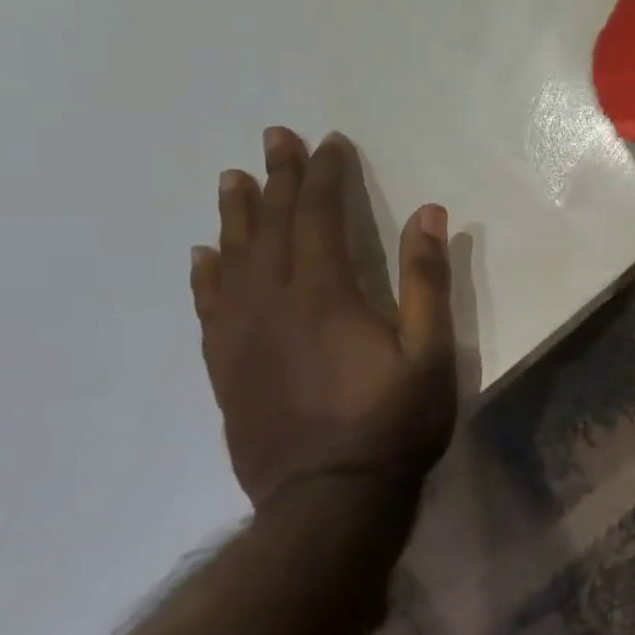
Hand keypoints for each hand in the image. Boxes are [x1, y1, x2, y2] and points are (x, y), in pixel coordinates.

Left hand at [191, 127, 456, 511]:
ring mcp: (242, 335)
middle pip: (271, 227)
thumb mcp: (430, 350)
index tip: (329, 142)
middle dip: (276, 178)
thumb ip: (426, 280)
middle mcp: (274, 302)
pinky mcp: (227, 366)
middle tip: (274, 137)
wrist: (330, 498)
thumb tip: (429, 213)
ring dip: (236, 215)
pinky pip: (209, 307)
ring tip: (232, 179)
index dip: (324, 176)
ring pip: (233, 259)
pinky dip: (206, 275)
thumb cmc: (393, 421)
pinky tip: (204, 257)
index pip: (320, 216)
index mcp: (326, 294)